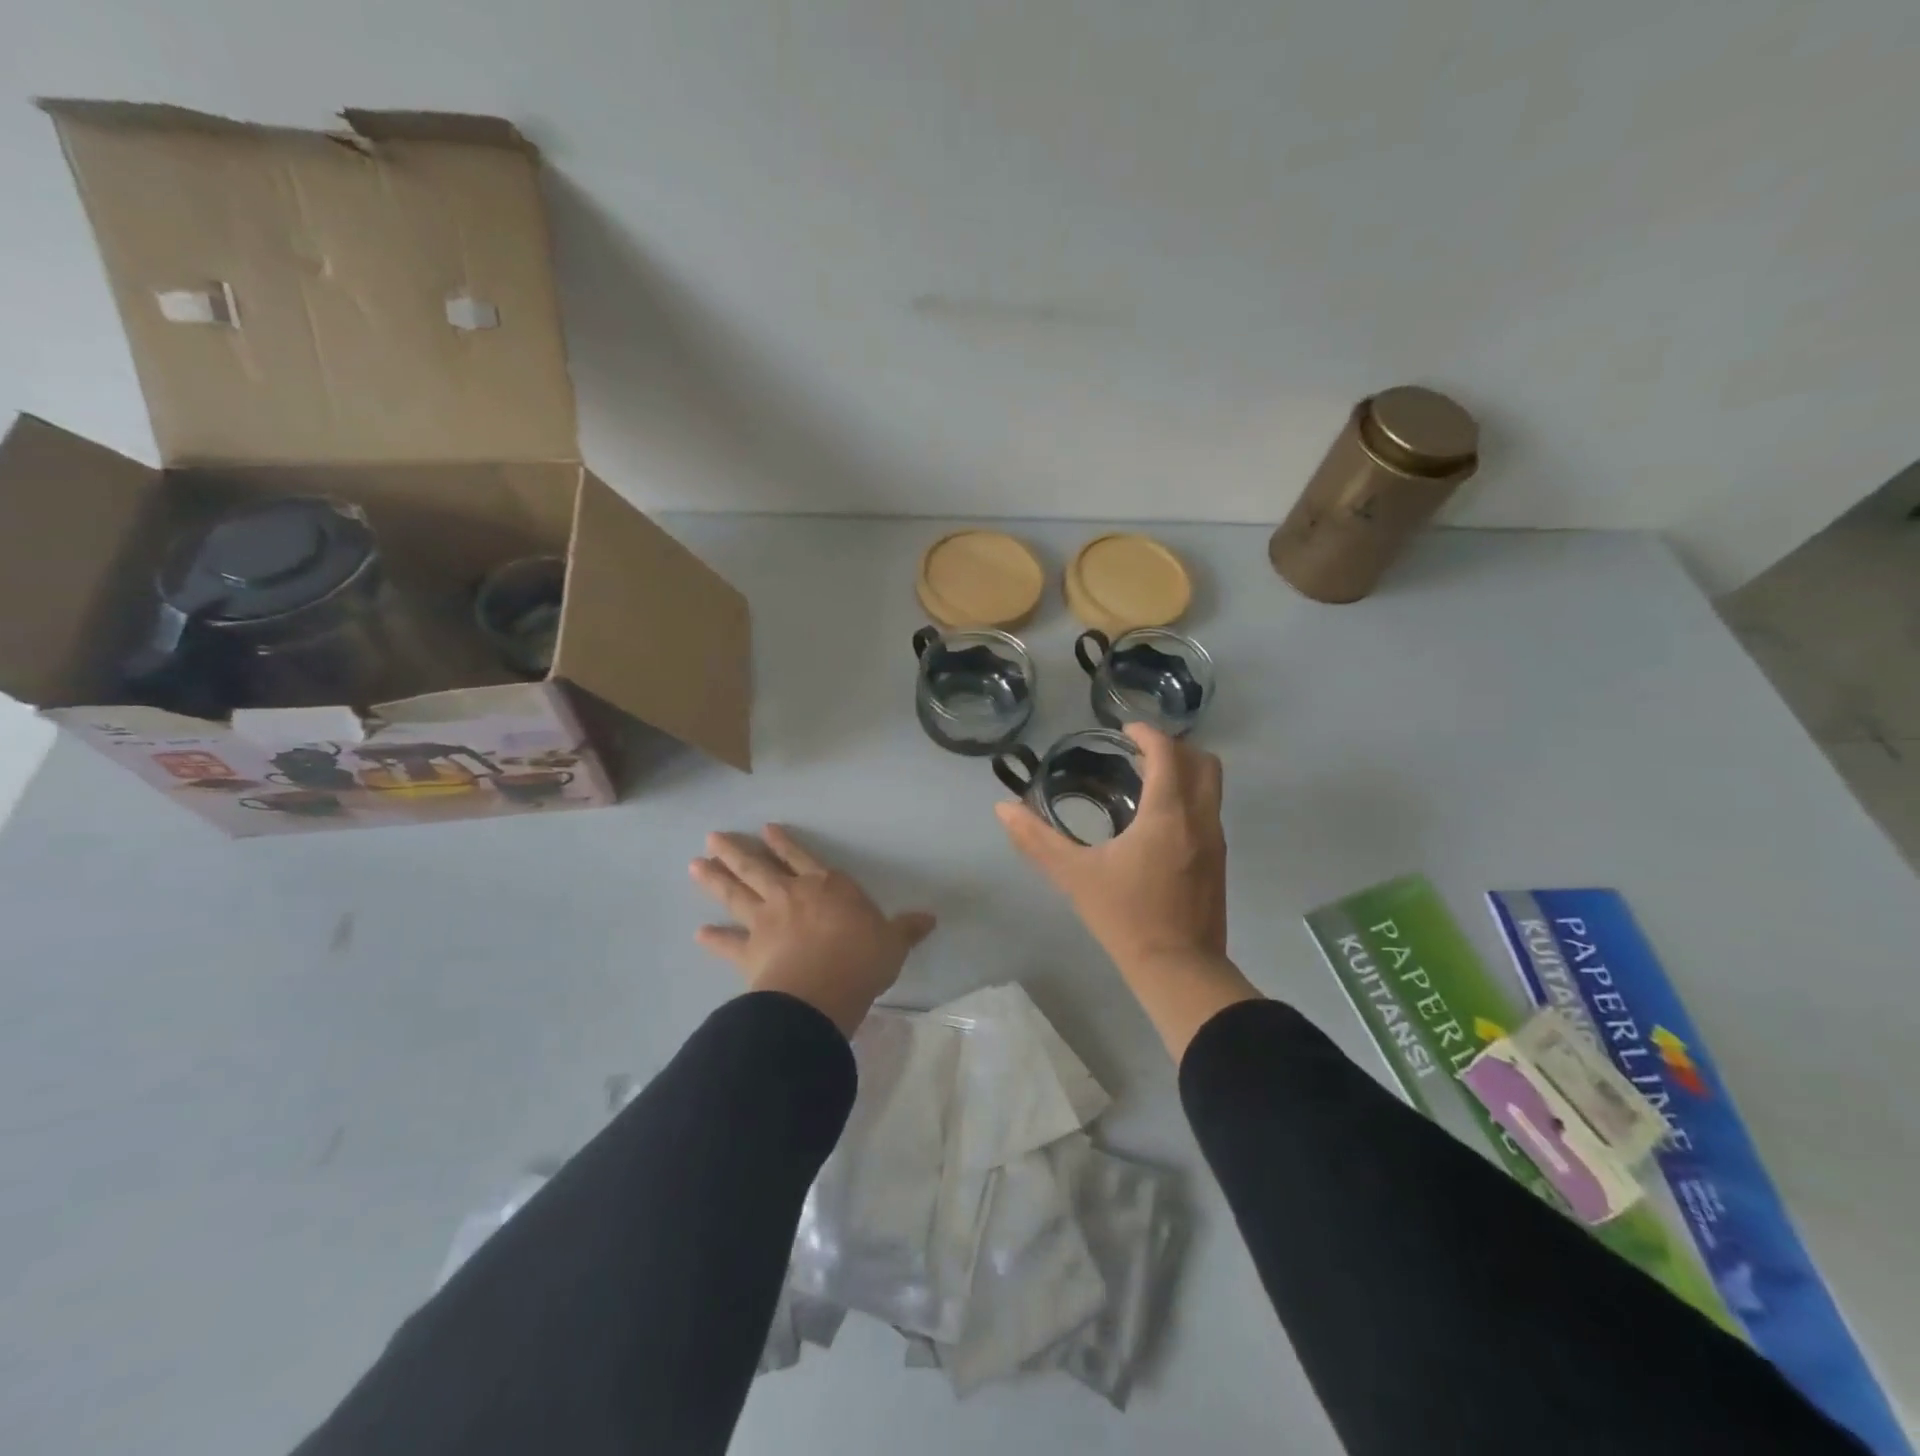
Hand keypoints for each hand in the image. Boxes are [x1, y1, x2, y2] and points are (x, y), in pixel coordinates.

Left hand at [690, 825, 936, 1034]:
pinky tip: (698, 933)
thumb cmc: (862, 958)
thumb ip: (907, 929)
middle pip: (758, 868)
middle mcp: (791, 896)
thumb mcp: (893, 942)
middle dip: (736, 852)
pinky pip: (728, 943)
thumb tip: (931, 918)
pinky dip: (713, 939)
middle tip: (712, 837)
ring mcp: (766, 922)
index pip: (802, 858)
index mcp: (826, 887)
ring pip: (736, 894)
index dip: (784, 844)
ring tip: (695, 865)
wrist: (822, 991)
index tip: (765, 830)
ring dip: (715, 879)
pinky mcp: (749, 951)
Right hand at [997, 723, 1226, 968]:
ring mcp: (1215, 840)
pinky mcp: (1219, 862)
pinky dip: (1189, 798)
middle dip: (1173, 748)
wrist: (1179, 970)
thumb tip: (1003, 809)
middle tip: (1138, 754)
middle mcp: (1200, 818)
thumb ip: (1037, 839)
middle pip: (1202, 762)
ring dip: (1184, 772)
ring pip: (1212, 786)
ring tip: (1146, 783)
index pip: (1167, 752)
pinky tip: (1157, 822)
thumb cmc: (1125, 917)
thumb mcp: (1074, 876)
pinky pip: (1210, 811)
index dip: (1146, 733)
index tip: (1123, 732)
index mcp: (1168, 813)